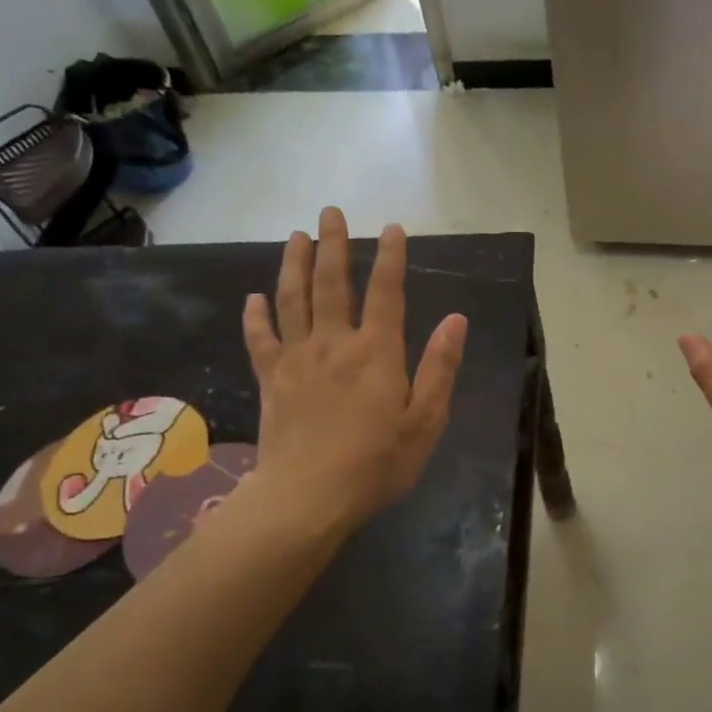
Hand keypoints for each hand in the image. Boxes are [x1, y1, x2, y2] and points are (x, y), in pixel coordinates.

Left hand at [238, 208, 466, 541]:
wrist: (307, 499)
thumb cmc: (377, 463)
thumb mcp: (425, 421)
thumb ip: (440, 367)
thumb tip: (456, 319)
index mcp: (377, 352)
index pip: (386, 292)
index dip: (390, 257)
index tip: (391, 228)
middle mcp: (335, 343)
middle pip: (331, 283)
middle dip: (333, 244)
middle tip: (330, 212)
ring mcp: (297, 359)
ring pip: (292, 300)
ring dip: (294, 264)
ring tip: (296, 236)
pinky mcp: (270, 380)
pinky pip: (260, 339)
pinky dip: (256, 316)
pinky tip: (254, 297)